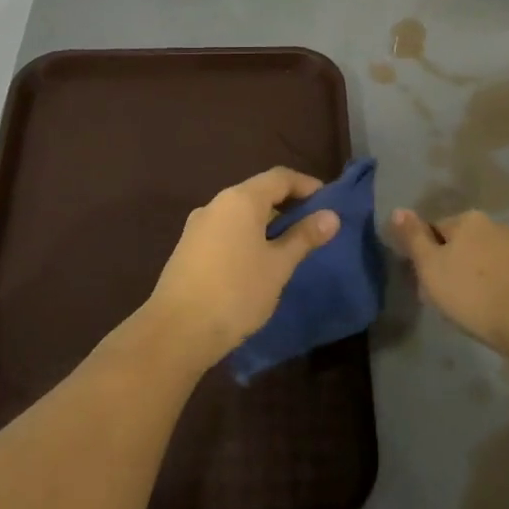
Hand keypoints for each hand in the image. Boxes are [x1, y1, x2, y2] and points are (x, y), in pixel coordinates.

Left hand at [143, 167, 338, 366]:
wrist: (177, 330)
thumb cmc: (236, 292)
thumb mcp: (278, 265)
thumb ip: (304, 237)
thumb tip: (331, 215)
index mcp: (240, 200)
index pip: (279, 177)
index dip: (306, 185)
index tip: (328, 202)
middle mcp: (215, 204)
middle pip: (258, 193)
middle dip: (287, 205)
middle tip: (313, 226)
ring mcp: (197, 227)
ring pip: (240, 214)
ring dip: (266, 223)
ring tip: (289, 246)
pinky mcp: (188, 249)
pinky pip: (225, 231)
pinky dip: (247, 236)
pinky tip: (257, 262)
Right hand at [388, 208, 508, 357]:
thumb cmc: (474, 295)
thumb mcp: (431, 267)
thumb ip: (413, 238)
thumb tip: (398, 210)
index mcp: (467, 219)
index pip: (434, 230)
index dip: (426, 256)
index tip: (427, 283)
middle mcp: (495, 224)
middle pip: (462, 242)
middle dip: (453, 263)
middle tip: (448, 296)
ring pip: (486, 257)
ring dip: (477, 273)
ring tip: (474, 305)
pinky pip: (507, 271)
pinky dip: (498, 283)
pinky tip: (497, 306)